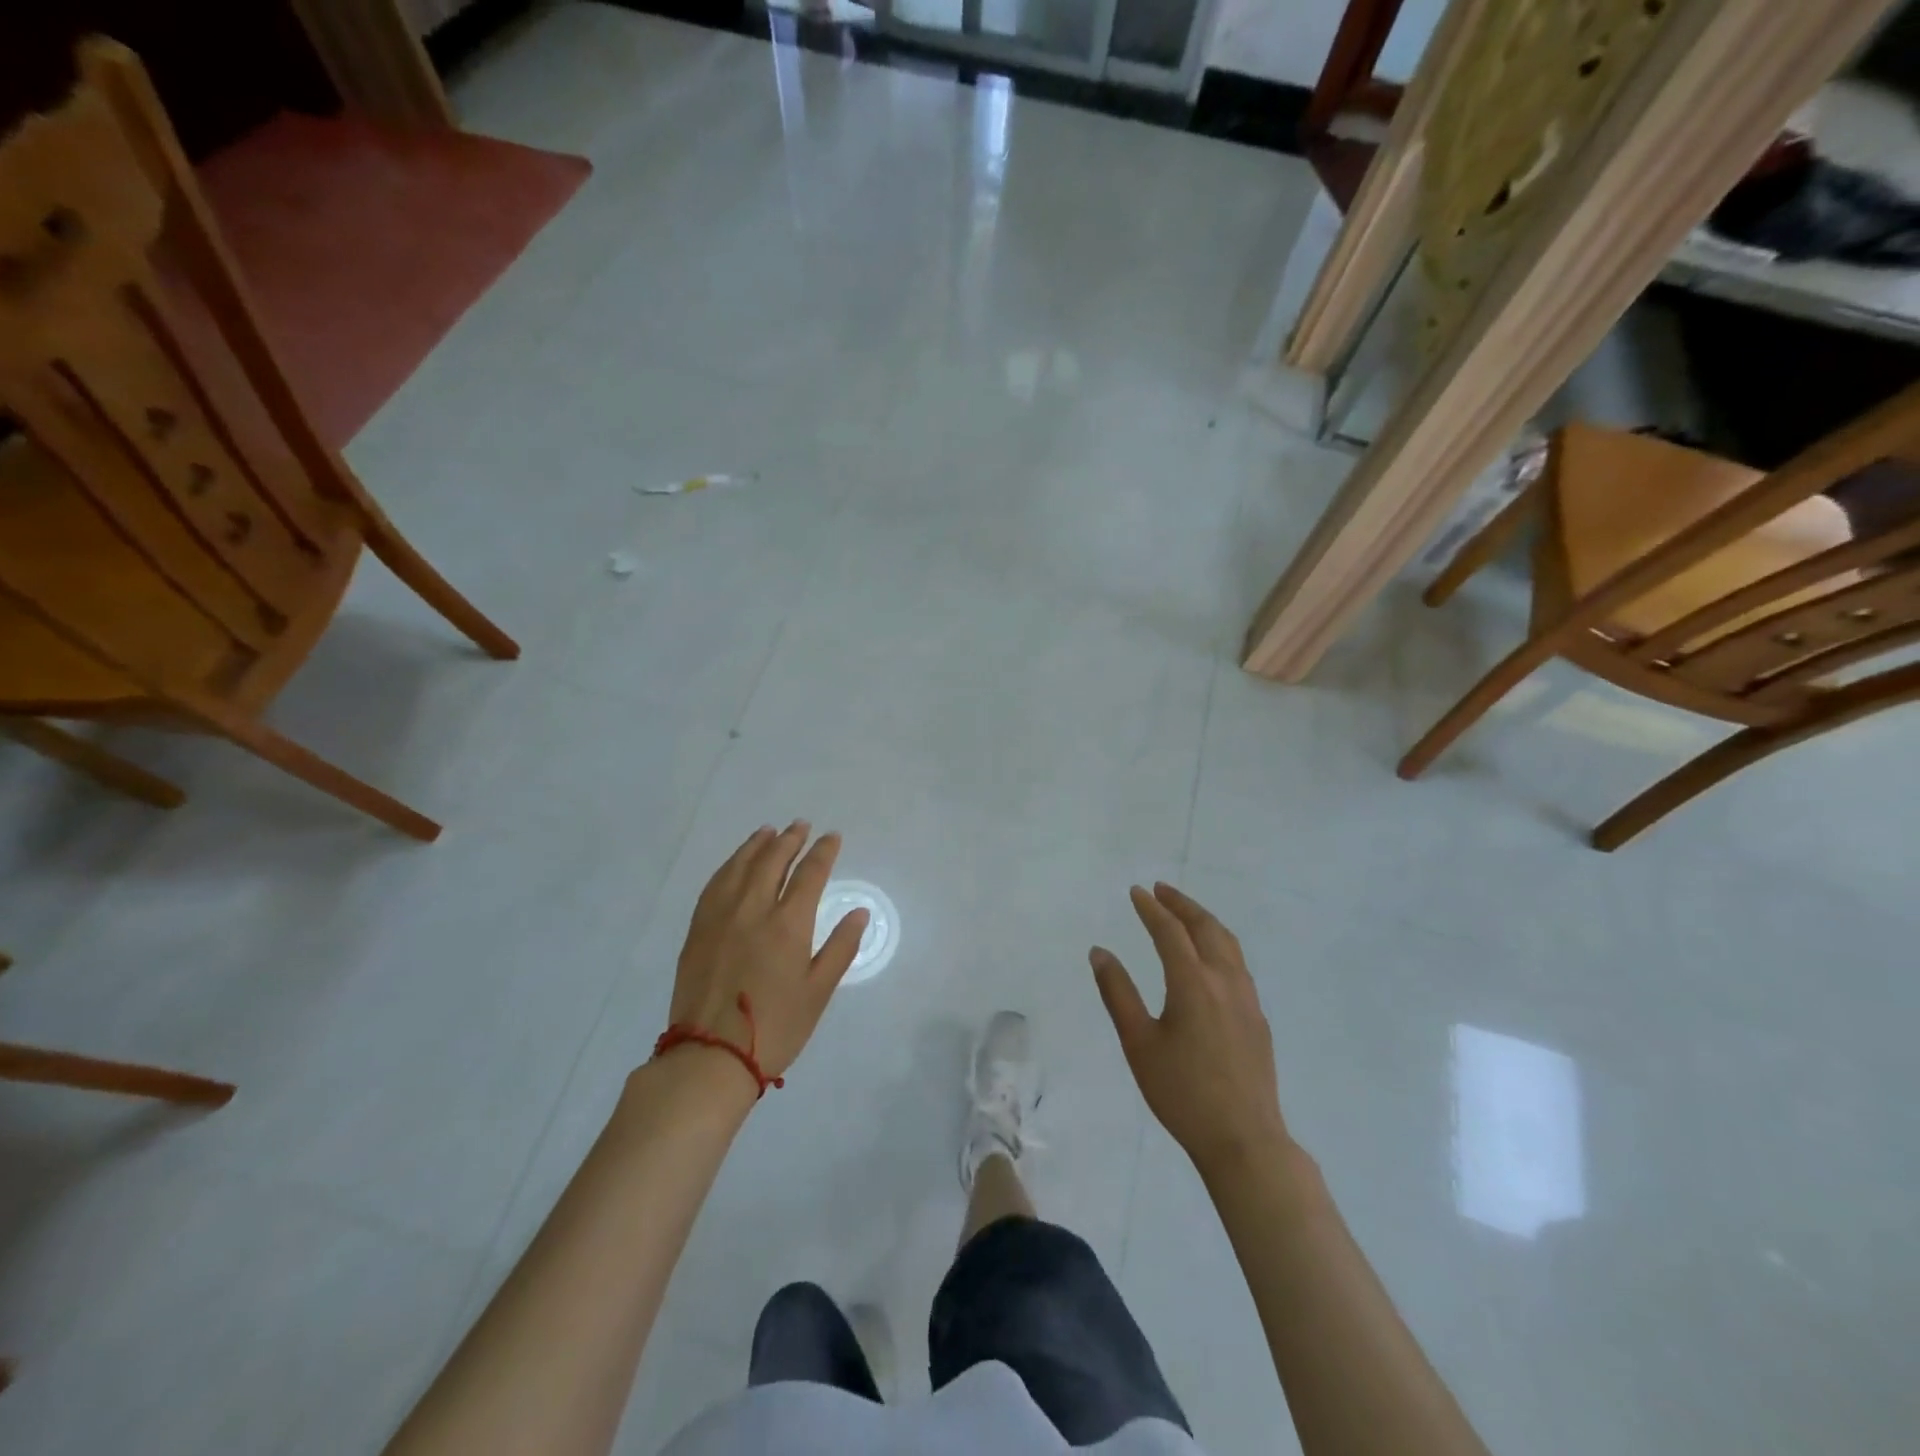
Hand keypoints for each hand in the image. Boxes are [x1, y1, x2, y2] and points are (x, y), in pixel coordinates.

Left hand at [665, 822, 868, 1084]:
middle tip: (800, 825)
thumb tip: (859, 912)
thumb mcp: (819, 992)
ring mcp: (720, 917)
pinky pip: (714, 884)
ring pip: (740, 867)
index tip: (832, 837)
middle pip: (772, 861)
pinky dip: (728, 866)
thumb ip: (840, 948)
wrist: (710, 1056)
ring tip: (768, 831)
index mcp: (788, 924)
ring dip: (757, 845)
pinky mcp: (698, 930)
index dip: (823, 852)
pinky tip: (734, 863)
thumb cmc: (776, 1028)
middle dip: (790, 840)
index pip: (810, 874)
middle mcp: (753, 909)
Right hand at [1091, 883, 1291, 1180]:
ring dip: (1204, 921)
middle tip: (1161, 890)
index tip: (1136, 892)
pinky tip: (1210, 958)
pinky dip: (1219, 944)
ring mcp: (1247, 999)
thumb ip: (1117, 993)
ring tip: (1185, 914)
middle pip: (1205, 928)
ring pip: (1228, 943)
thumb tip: (1100, 952)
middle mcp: (1224, 981)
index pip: (1170, 932)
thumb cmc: (1181, 1093)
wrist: (1243, 1140)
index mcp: (1192, 983)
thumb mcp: (1138, 1043)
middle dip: (1182, 904)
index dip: (1151, 909)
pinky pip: (1238, 964)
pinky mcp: (1258, 1018)